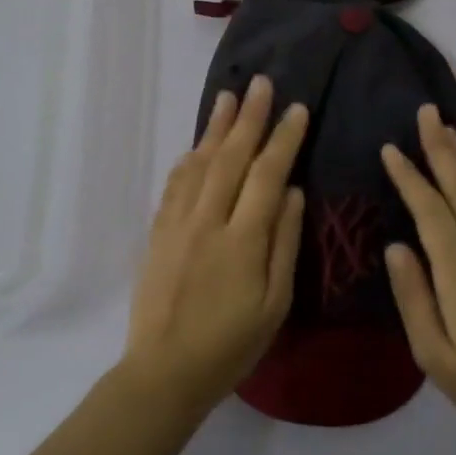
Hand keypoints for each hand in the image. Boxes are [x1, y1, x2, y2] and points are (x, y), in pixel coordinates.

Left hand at [122, 75, 307, 412]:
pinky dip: (189, 159)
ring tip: (229, 97)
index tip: (296, 109)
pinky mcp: (159, 232)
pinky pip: (175, 184)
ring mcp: (178, 223)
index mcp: (243, 238)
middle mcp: (208, 220)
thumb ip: (284, 242)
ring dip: (216, 128)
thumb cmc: (231, 343)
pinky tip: (197, 145)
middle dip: (249, 118)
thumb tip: (294, 191)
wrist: (165, 371)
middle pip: (232, 157)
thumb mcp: (275, 302)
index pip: (268, 174)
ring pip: (200, 163)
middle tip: (261, 83)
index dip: (284, 139)